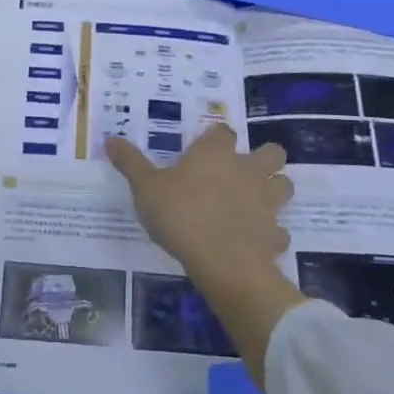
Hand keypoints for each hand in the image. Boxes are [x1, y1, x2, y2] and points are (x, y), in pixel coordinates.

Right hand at [107, 123, 292, 282]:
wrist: (222, 262)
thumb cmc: (182, 215)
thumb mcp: (146, 188)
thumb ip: (130, 163)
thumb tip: (110, 139)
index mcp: (216, 153)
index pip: (222, 132)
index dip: (216, 139)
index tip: (204, 149)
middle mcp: (247, 170)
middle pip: (271, 152)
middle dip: (264, 158)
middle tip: (242, 171)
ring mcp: (266, 202)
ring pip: (284, 185)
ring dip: (274, 190)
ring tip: (254, 202)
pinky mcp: (275, 235)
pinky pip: (279, 231)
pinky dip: (271, 234)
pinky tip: (255, 241)